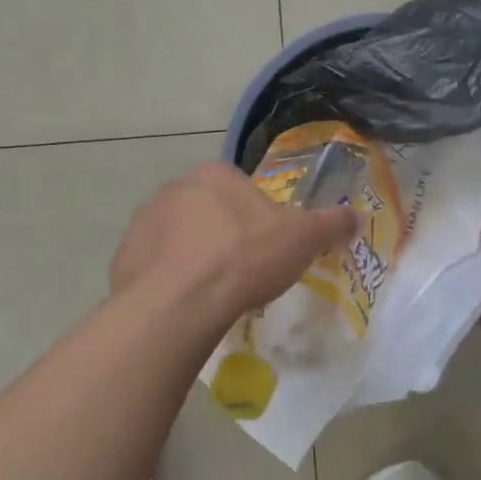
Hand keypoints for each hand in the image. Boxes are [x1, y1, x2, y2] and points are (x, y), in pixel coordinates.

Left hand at [112, 162, 356, 326]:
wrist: (180, 302)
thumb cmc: (245, 258)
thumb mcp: (302, 239)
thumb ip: (331, 223)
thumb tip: (357, 215)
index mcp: (215, 175)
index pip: (240, 188)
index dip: (257, 218)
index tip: (265, 247)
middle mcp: (174, 189)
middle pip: (207, 212)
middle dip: (223, 236)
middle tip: (242, 272)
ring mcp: (143, 222)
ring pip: (178, 238)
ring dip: (193, 257)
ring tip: (212, 293)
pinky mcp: (123, 258)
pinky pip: (153, 266)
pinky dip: (168, 280)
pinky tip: (185, 304)